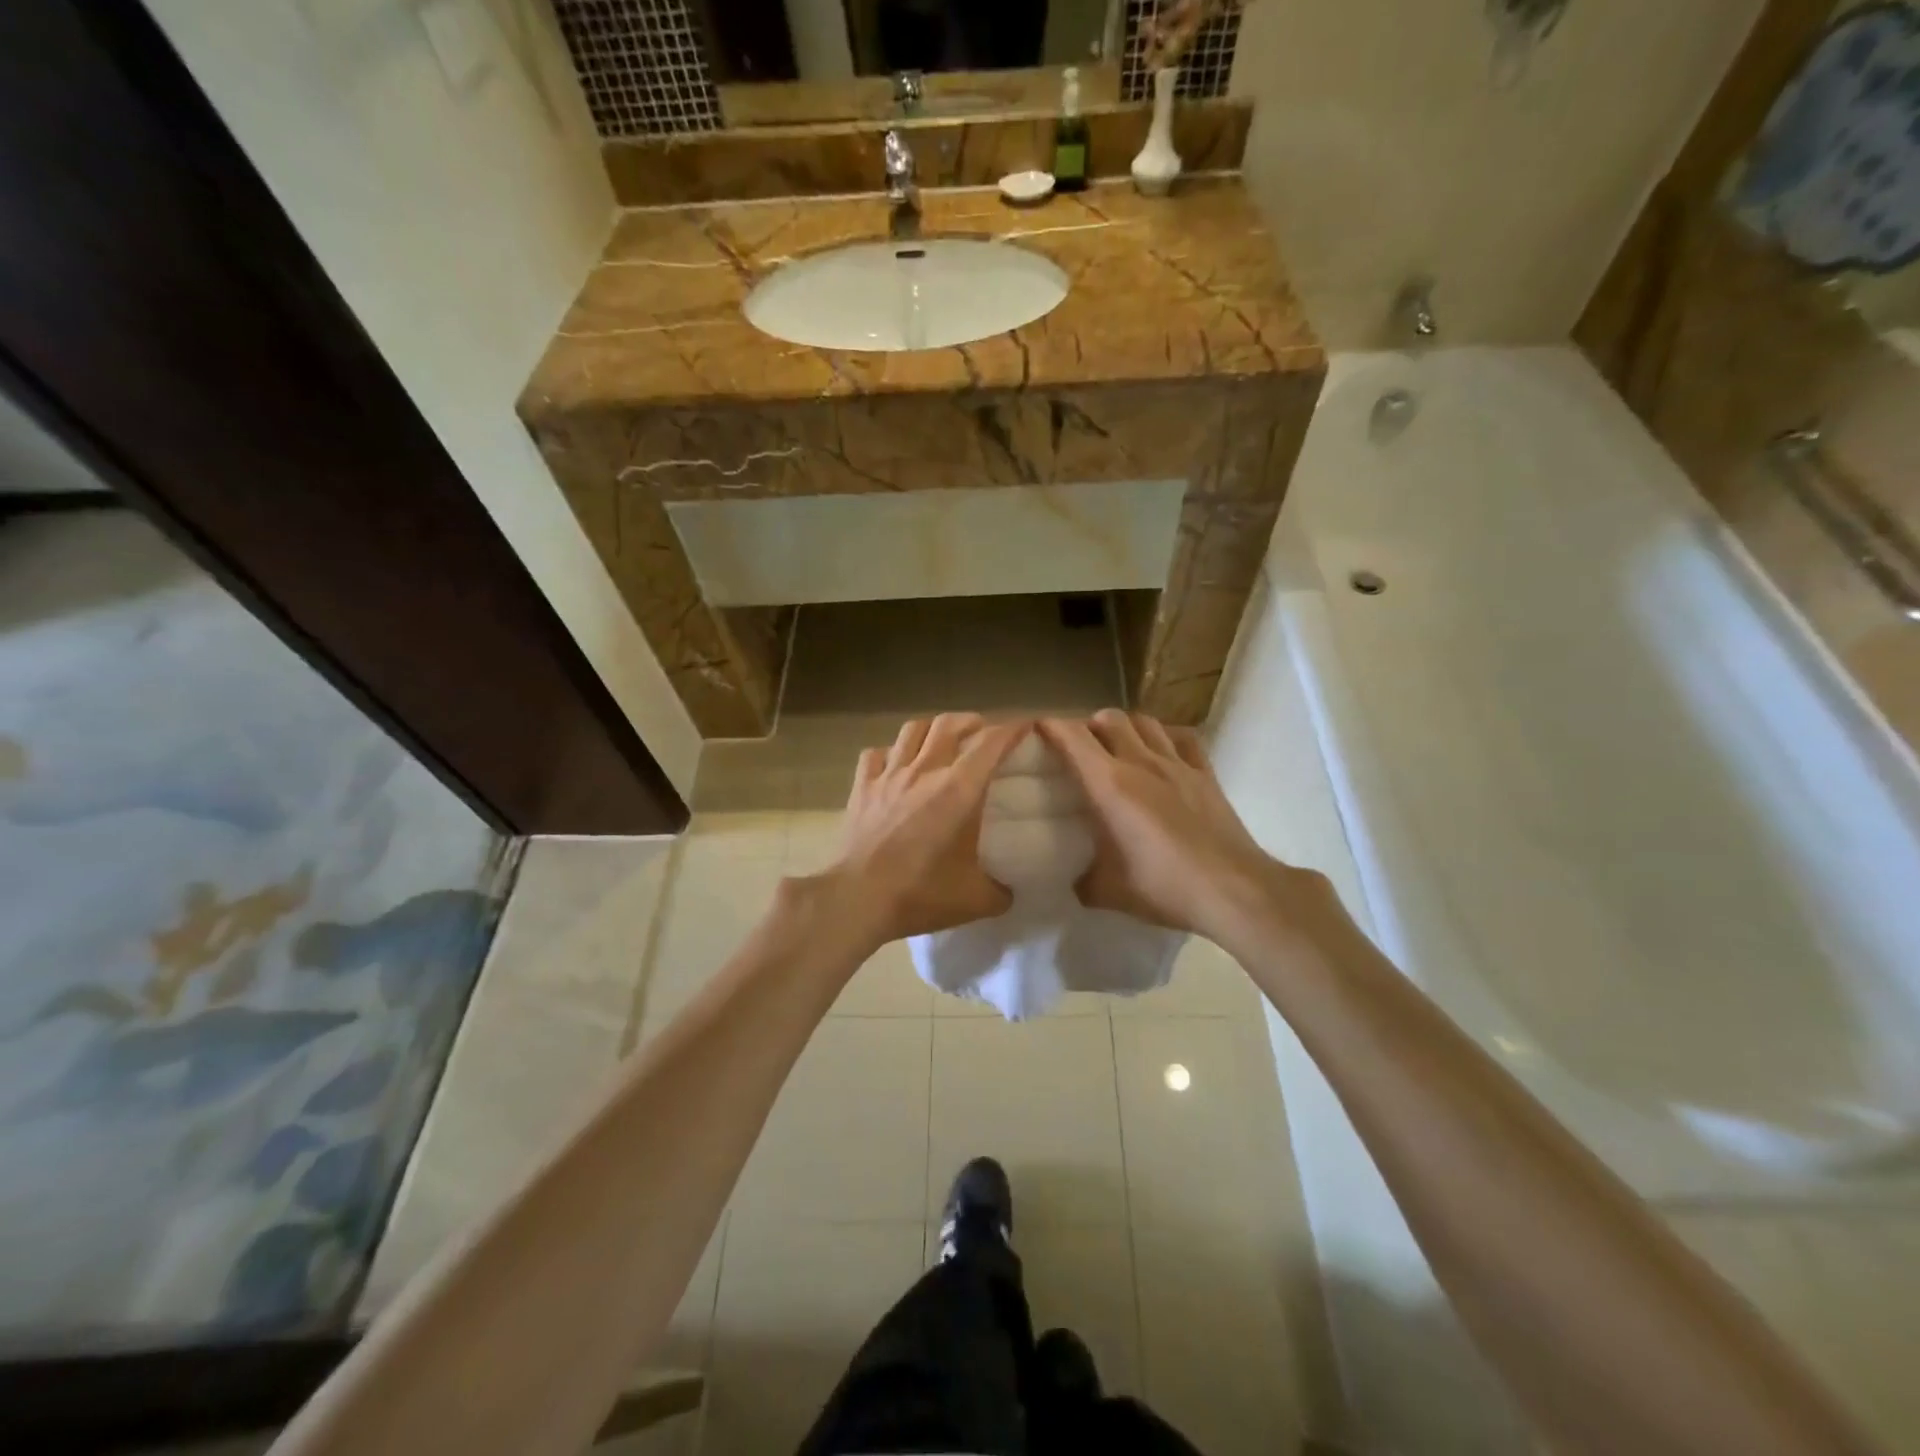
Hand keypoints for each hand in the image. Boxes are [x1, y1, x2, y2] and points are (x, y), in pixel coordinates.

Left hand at [820, 714, 1031, 947]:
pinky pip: (875, 754)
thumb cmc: (921, 893)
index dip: (1012, 729)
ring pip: (912, 730)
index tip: (1026, 726)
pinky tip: (894, 764)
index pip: (991, 743)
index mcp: (959, 789)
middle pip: (948, 724)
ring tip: (940, 739)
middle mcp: (925, 771)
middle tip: (981, 731)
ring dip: (931, 728)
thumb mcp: (975, 900)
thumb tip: (1007, 892)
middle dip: (970, 721)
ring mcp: (889, 776)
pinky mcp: (861, 788)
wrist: (858, 898)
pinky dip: (889, 753)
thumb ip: (999, 892)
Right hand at [1038, 710, 1286, 935]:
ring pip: (1146, 722)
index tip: (1038, 729)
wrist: (1232, 890)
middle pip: (1109, 719)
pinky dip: (1166, 737)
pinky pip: (1183, 738)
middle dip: (1088, 725)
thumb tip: (1077, 880)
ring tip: (1119, 745)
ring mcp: (1178, 764)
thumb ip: (1084, 880)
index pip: (1072, 738)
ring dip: (1126, 726)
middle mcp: (1140, 762)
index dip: (1051, 727)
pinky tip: (1163, 752)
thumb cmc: (1163, 886)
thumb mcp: (1108, 892)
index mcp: (1109, 784)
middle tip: (1081, 746)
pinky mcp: (1206, 774)